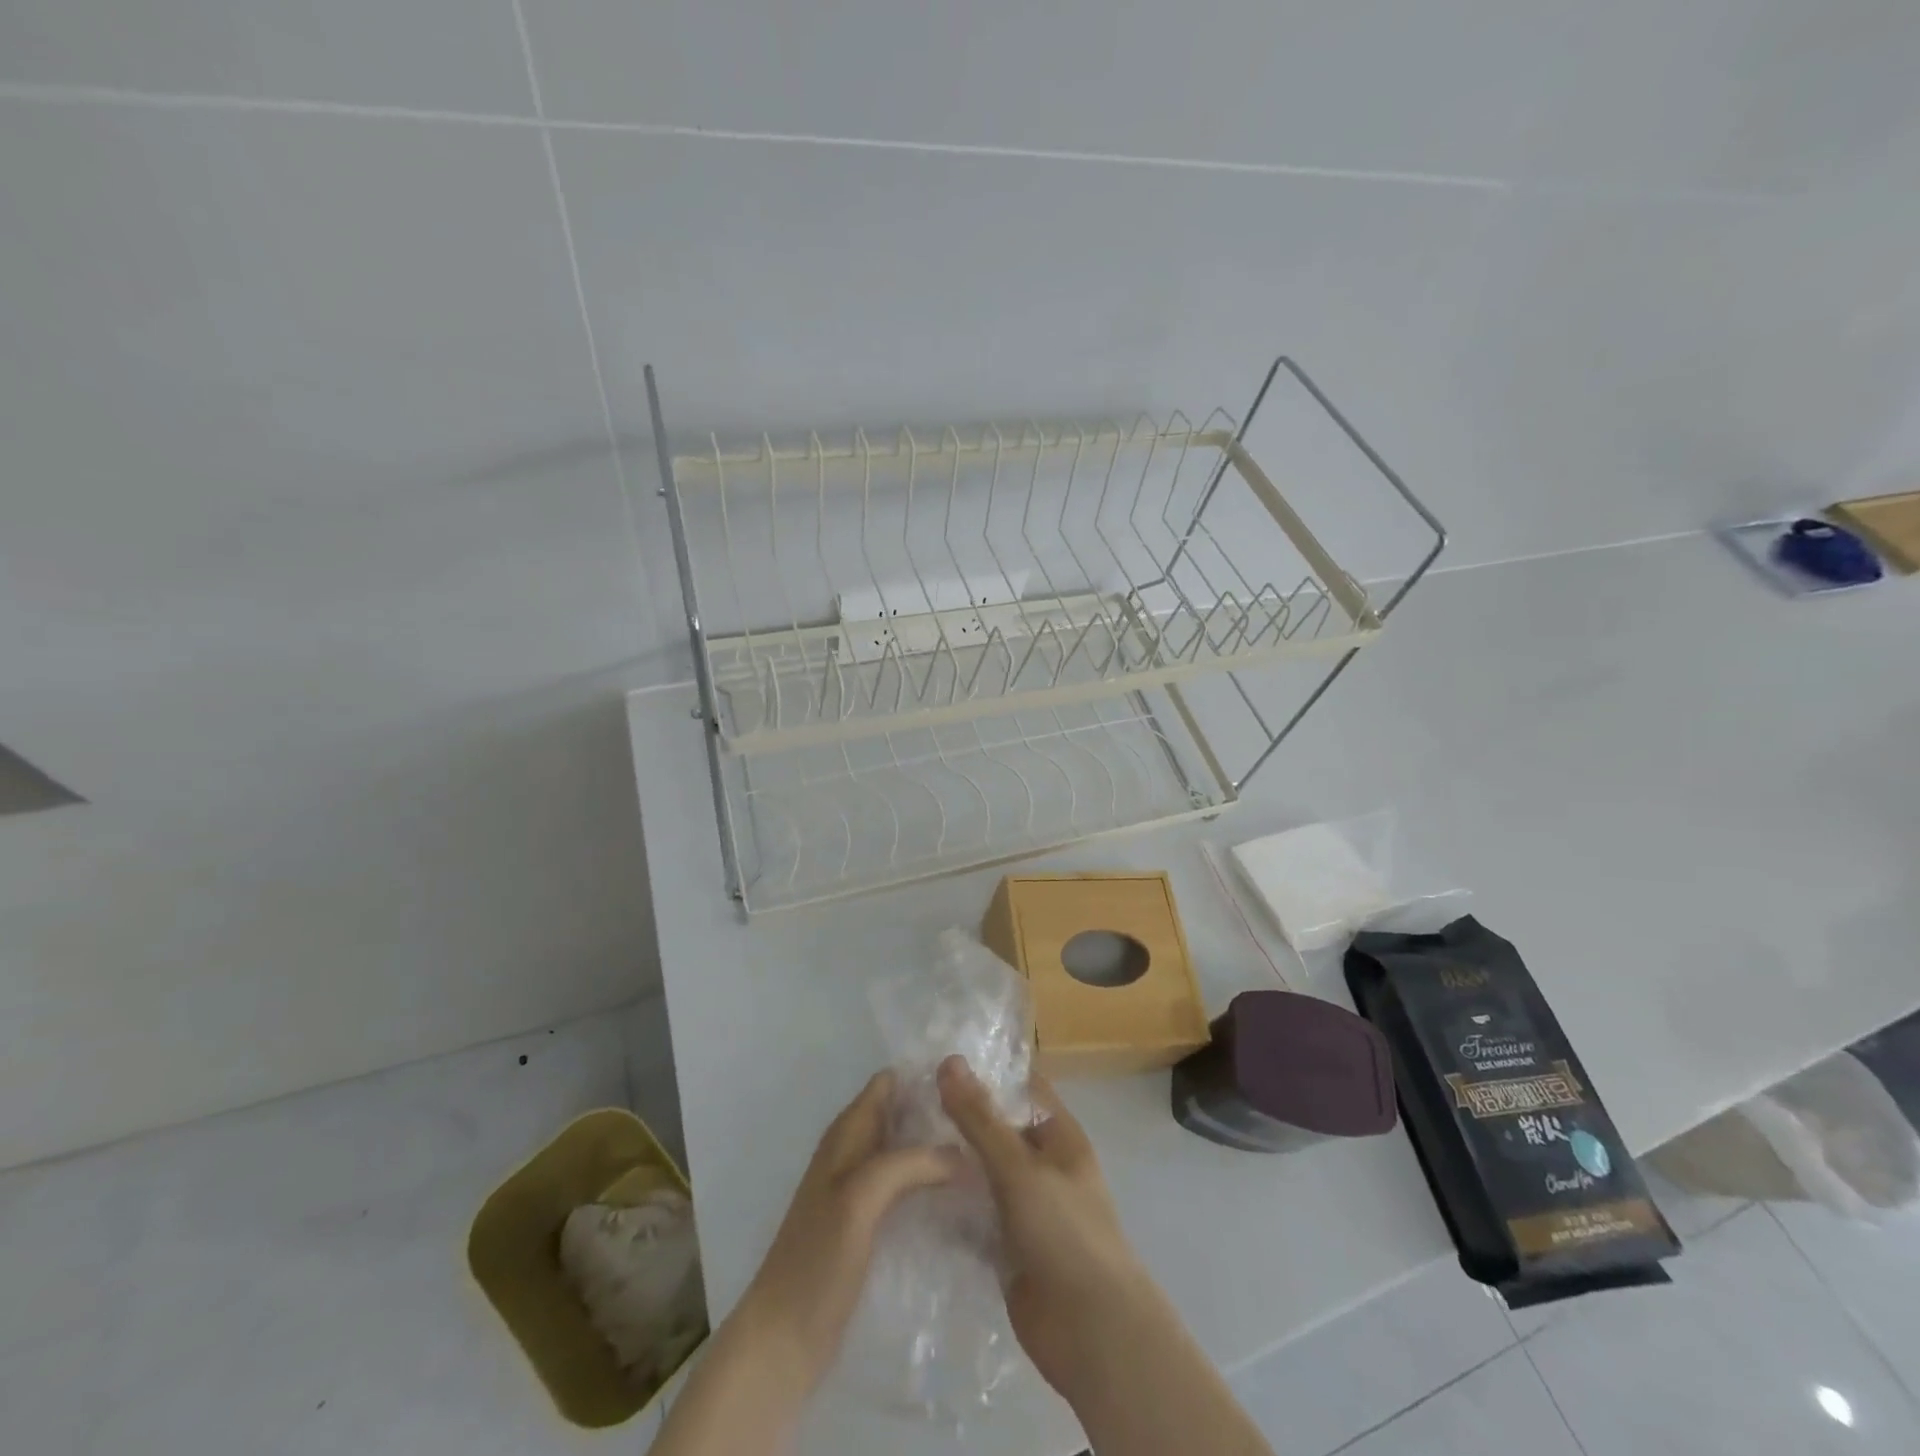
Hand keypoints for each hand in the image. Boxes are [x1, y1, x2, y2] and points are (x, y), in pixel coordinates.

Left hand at [733, 1069, 958, 1392]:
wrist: (784, 1338)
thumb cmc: (817, 1259)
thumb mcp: (860, 1198)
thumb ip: (908, 1164)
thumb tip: (965, 1153)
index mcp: (847, 1134)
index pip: (889, 1083)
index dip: (924, 1076)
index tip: (970, 1079)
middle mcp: (855, 1152)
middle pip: (903, 1115)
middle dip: (939, 1113)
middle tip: (989, 1121)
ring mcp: (862, 1190)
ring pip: (908, 1152)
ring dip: (940, 1149)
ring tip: (988, 1153)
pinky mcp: (871, 1225)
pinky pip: (908, 1188)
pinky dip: (933, 1184)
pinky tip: (965, 1196)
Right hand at [936, 1055, 1159, 1399]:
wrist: (1091, 1333)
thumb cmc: (1064, 1232)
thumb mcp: (1019, 1167)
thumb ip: (980, 1118)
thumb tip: (948, 1061)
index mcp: (1058, 1135)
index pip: (1019, 1088)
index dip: (983, 1072)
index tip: (934, 1060)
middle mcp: (1041, 1165)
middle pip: (995, 1130)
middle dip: (956, 1118)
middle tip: (902, 1103)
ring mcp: (1024, 1208)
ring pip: (980, 1173)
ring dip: (948, 1163)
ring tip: (896, 1142)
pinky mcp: (1006, 1246)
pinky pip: (972, 1215)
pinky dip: (948, 1206)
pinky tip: (906, 1193)